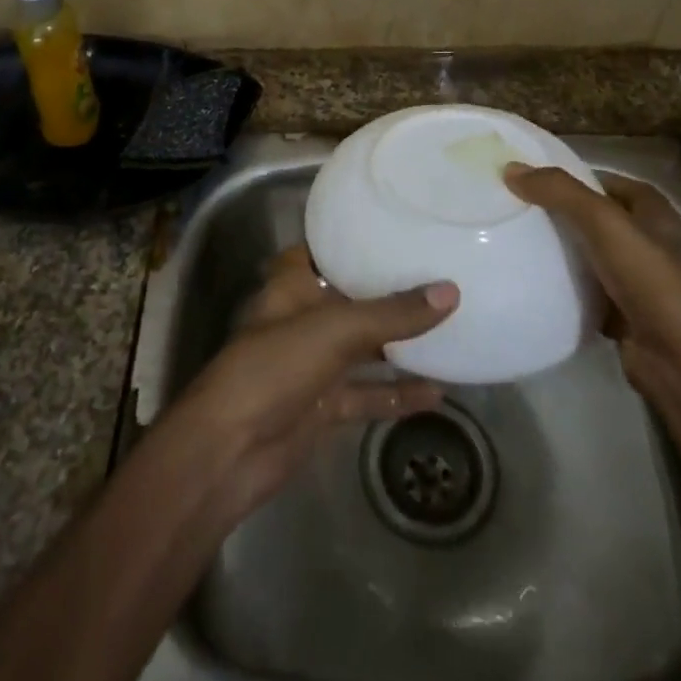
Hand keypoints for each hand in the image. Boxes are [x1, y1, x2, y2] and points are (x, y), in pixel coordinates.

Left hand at [166, 247, 457, 518]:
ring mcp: (312, 365)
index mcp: (291, 286)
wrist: (229, 452)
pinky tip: (437, 393)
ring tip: (450, 329)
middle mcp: (302, 319)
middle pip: (350, 298)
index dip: (352, 239)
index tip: (396, 228)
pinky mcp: (323, 406)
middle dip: (388, 291)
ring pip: (363, 348)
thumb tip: (451, 292)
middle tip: (439, 274)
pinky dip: (396, 394)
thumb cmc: (274, 368)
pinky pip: (366, 394)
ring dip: (399, 344)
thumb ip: (392, 313)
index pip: (322, 251)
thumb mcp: (335, 330)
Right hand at [502, 163, 680, 398]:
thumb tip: (512, 168)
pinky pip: (585, 292)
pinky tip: (531, 283)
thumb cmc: (652, 281)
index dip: (572, 177)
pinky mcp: (623, 315)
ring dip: (559, 252)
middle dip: (558, 214)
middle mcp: (648, 242)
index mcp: (653, 212)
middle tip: (513, 209)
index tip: (531, 179)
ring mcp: (637, 281)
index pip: (606, 182)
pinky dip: (563, 288)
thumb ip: (560, 192)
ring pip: (588, 256)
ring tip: (513, 241)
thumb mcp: (605, 224)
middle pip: (594, 219)